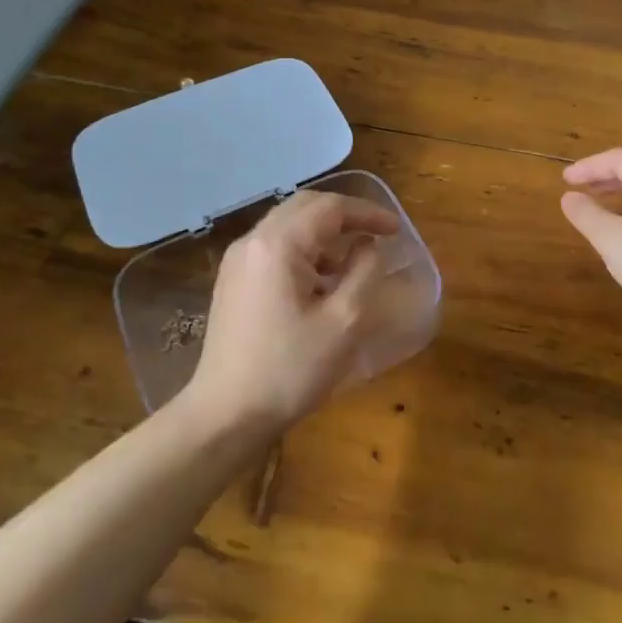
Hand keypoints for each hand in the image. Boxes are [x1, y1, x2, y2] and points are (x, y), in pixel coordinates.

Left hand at [183, 190, 398, 435]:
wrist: (225, 415)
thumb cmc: (289, 369)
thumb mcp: (343, 321)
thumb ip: (364, 272)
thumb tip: (368, 245)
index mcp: (278, 244)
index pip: (330, 207)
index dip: (368, 213)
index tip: (397, 231)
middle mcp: (253, 241)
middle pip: (306, 207)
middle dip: (345, 216)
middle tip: (378, 235)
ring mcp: (238, 261)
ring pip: (289, 226)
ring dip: (324, 234)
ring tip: (353, 262)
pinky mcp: (233, 282)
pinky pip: (275, 247)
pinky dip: (304, 251)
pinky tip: (321, 282)